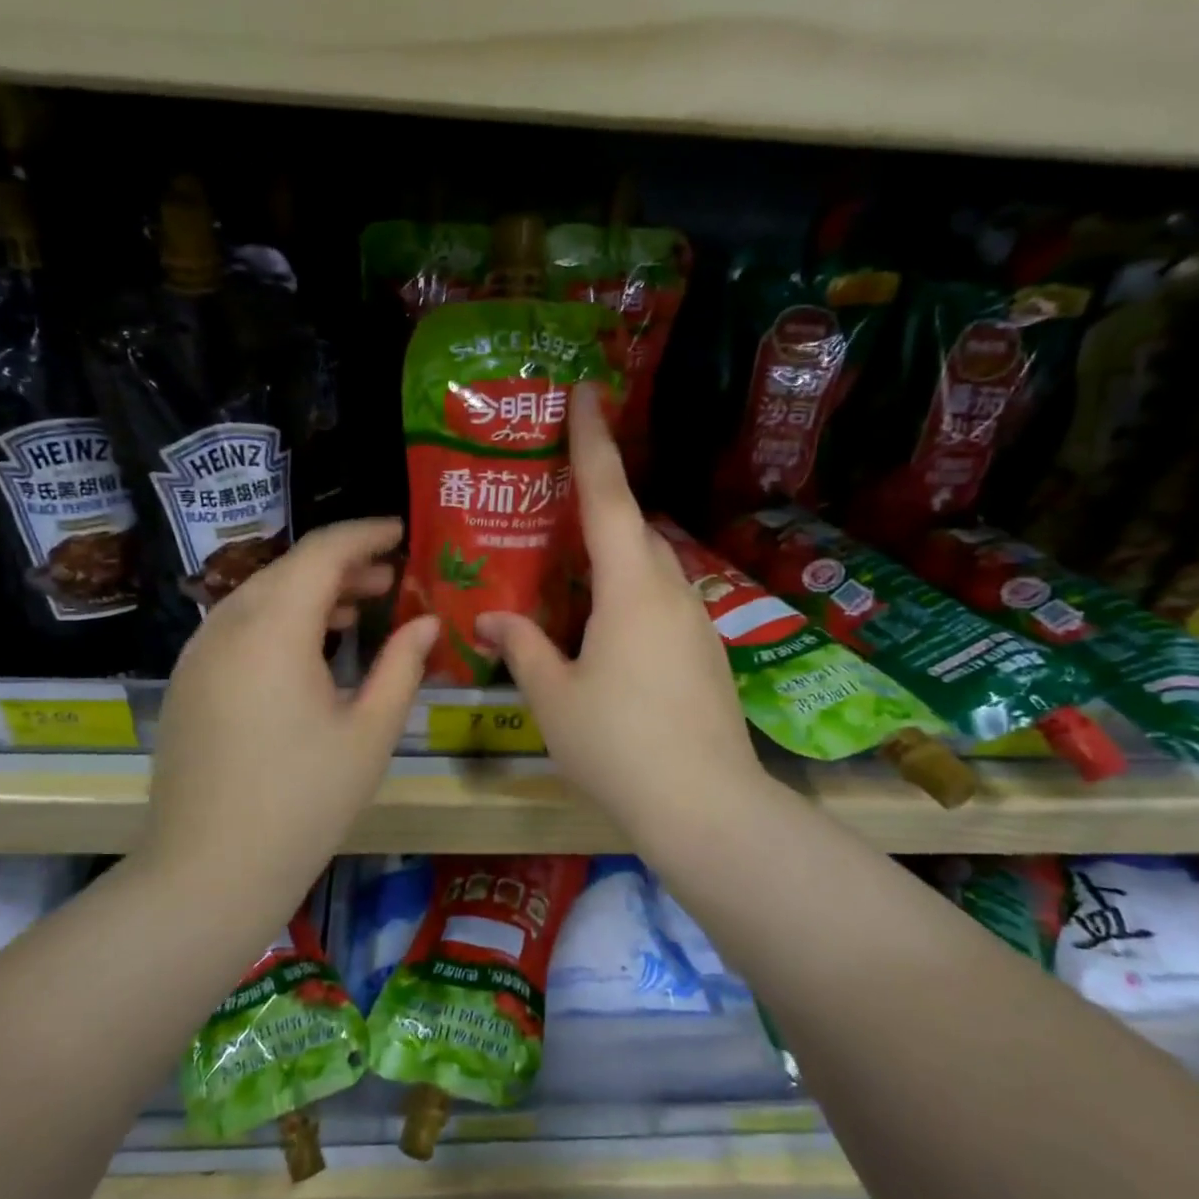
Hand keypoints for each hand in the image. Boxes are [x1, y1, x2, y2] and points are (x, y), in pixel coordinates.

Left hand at [148, 520, 438, 874]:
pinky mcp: (187, 681)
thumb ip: (402, 667)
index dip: (365, 534)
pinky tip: (309, 651)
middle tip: (390, 579)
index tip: (401, 532)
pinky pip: (238, 627)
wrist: (208, 871)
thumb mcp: (370, 733)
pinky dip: (278, 620)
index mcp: (274, 629)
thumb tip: (426, 625)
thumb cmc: (303, 802)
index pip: (322, 552)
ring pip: (259, 595)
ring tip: (356, 610)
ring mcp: (198, 654)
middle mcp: (227, 626)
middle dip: (342, 565)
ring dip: (309, 592)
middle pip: (288, 569)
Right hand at [477, 386, 767, 844]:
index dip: (594, 441)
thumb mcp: (554, 697)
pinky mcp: (707, 654)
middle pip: (635, 529)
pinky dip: (631, 597)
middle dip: (599, 507)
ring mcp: (697, 623)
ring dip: (615, 559)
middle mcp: (672, 591)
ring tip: (572, 580)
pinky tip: (605, 636)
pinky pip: (663, 603)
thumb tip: (491, 618)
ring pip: (652, 568)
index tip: (588, 391)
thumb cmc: (619, 746)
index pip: (609, 496)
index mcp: (631, 588)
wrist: (706, 807)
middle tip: (554, 511)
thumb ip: (523, 647)